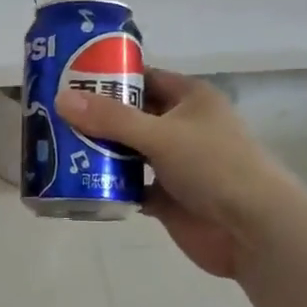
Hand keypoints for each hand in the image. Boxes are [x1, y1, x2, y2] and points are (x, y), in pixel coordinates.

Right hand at [56, 70, 277, 278]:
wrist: (254, 231)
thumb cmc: (214, 167)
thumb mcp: (160, 135)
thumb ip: (110, 119)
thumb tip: (61, 99)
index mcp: (190, 99)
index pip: (144, 78)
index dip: (110, 76)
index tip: (69, 78)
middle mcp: (182, 127)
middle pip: (131, 116)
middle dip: (96, 117)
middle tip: (52, 114)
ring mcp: (176, 164)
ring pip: (129, 151)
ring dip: (100, 152)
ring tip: (57, 146)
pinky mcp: (169, 197)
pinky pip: (131, 186)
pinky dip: (109, 185)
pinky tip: (78, 182)